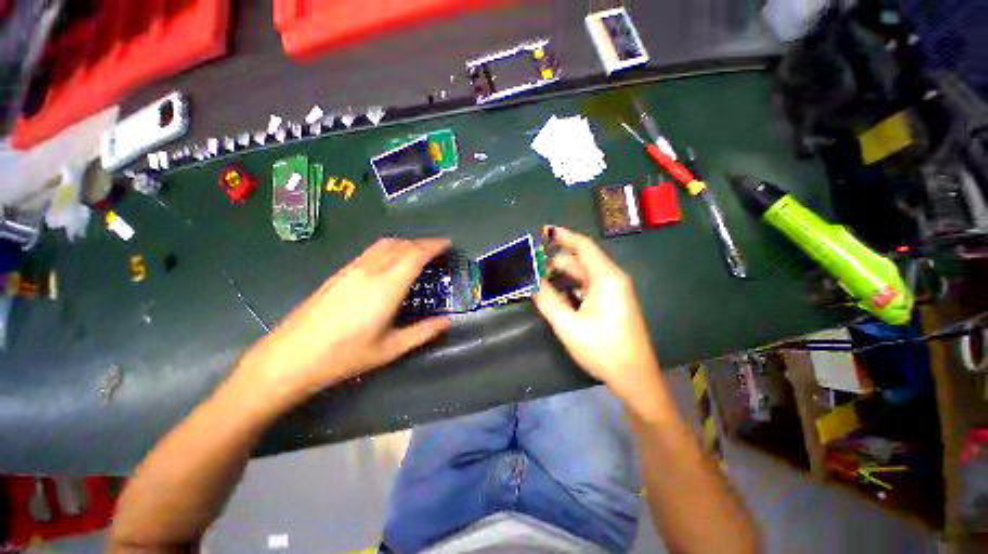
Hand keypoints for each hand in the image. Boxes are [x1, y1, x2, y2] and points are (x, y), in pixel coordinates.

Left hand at [235, 238, 451, 409]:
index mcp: (386, 287)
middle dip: (423, 243)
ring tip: (418, 252)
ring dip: (406, 243)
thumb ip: (423, 332)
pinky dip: (390, 248)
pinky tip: (391, 260)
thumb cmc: (344, 356)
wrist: (291, 356)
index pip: (415, 255)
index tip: (448, 244)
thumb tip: (447, 322)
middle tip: (438, 250)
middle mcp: (370, 271)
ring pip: (385, 244)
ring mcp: (352, 269)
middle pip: (402, 245)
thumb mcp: (390, 349)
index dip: (434, 246)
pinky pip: (371, 250)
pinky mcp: (340, 272)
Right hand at [533, 226, 663, 408]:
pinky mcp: (612, 303)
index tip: (544, 232)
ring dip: (562, 276)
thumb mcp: (568, 324)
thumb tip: (531, 281)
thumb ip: (547, 299)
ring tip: (539, 281)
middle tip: (532, 267)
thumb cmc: (602, 349)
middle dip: (556, 262)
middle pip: (581, 261)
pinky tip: (556, 295)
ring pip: (584, 275)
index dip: (563, 236)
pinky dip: (571, 287)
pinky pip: (588, 287)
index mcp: (606, 278)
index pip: (583, 246)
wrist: (634, 378)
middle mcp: (612, 279)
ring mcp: (614, 292)